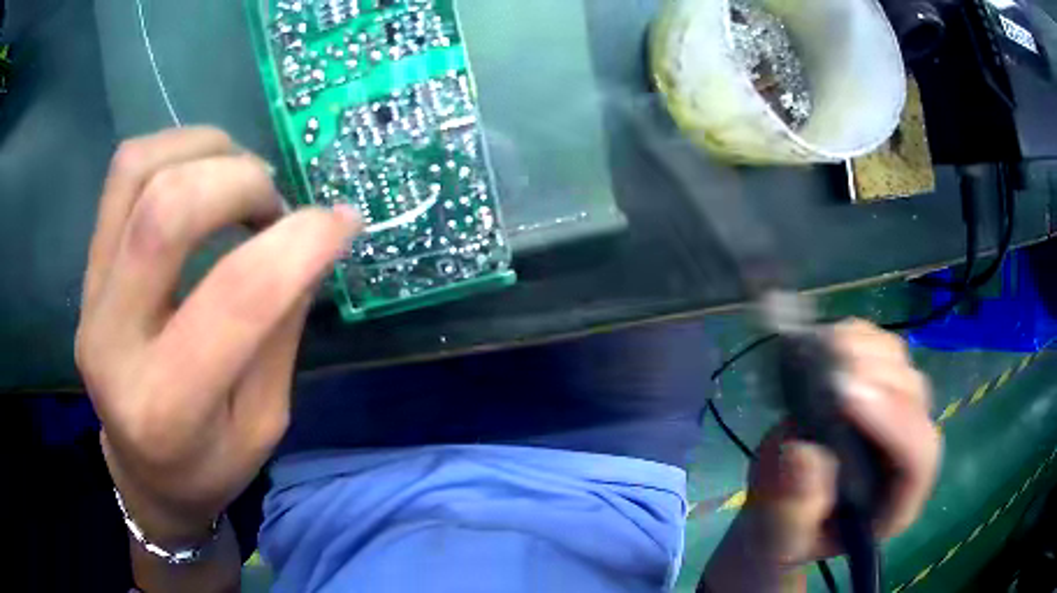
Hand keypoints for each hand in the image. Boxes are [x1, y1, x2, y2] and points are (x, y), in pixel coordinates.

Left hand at [76, 127, 361, 542]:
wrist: (142, 473)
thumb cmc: (210, 466)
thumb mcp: (264, 422)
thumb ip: (280, 330)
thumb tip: (311, 240)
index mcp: (169, 409)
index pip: (236, 297)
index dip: (300, 242)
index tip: (342, 221)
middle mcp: (113, 344)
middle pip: (167, 211)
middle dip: (242, 182)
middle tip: (274, 205)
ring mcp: (91, 299)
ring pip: (138, 172)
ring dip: (206, 151)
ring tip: (239, 178)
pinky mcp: (87, 272)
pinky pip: (123, 175)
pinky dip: (174, 151)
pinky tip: (202, 176)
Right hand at [746, 319, 940, 564]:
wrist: (785, 512)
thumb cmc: (785, 534)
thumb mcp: (779, 538)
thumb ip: (793, 510)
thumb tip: (805, 454)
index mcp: (896, 503)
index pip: (918, 457)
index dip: (891, 421)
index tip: (843, 397)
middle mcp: (907, 452)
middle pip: (913, 399)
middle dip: (872, 379)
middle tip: (822, 374)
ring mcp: (895, 413)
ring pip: (900, 364)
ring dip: (860, 351)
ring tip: (814, 360)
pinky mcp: (877, 386)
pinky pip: (877, 346)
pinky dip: (850, 337)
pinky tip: (819, 348)